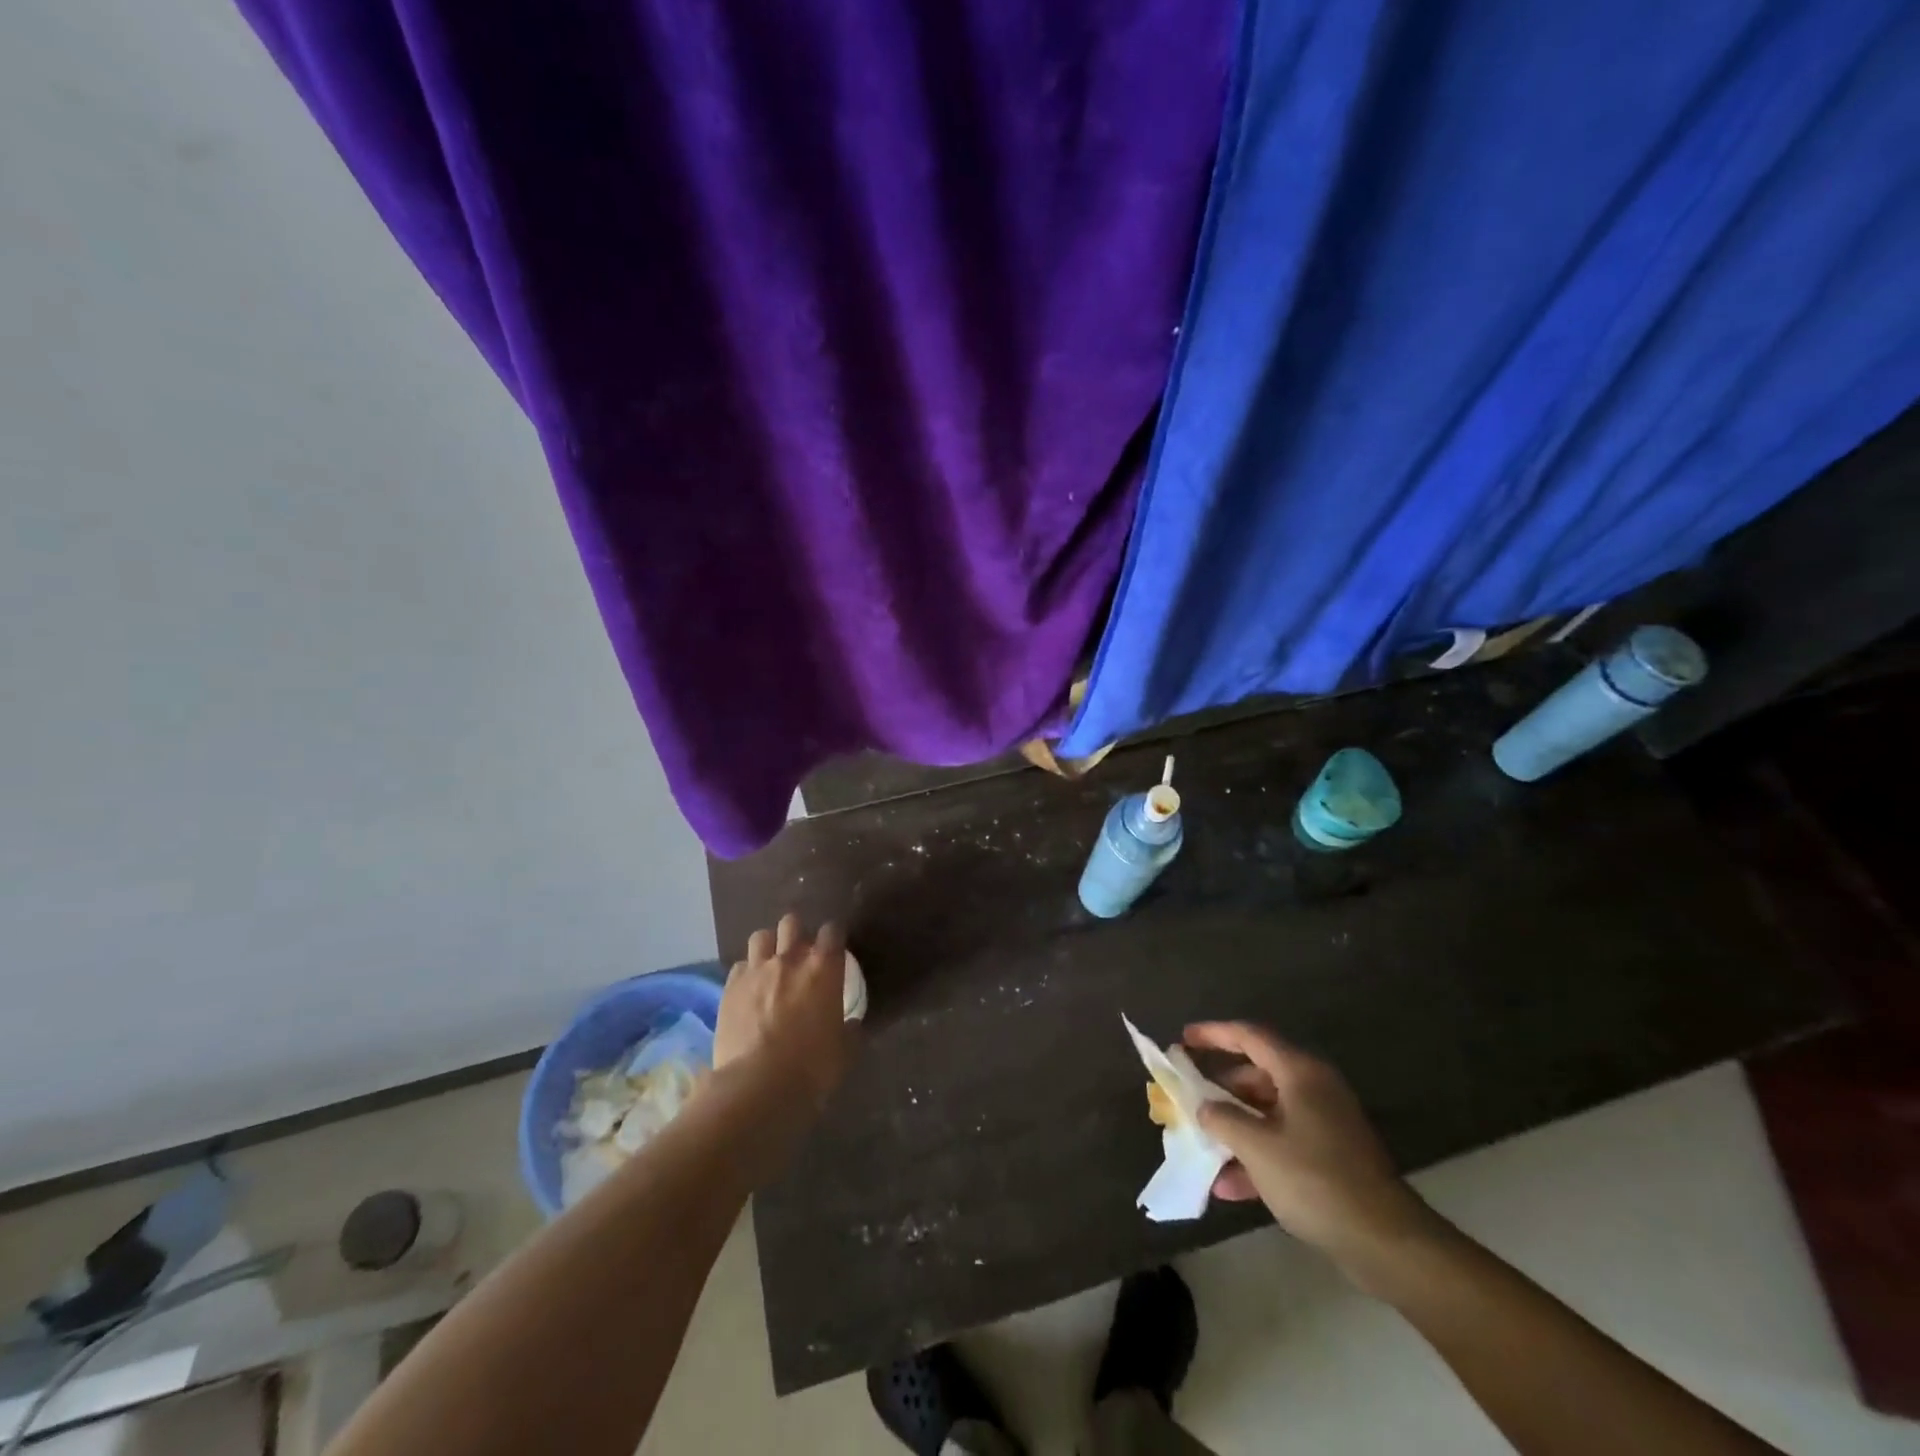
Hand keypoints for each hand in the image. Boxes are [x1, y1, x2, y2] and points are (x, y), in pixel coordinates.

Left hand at [715, 913, 856, 1112]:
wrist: (757, 1085)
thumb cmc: (811, 1066)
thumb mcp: (844, 1051)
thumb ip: (849, 1030)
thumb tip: (851, 1024)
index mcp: (823, 968)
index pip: (832, 931)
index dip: (833, 936)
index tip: (835, 949)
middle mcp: (789, 959)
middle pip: (792, 923)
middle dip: (797, 933)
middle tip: (800, 954)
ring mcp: (756, 970)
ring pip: (761, 936)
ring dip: (769, 946)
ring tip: (771, 964)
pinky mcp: (730, 988)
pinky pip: (739, 966)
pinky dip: (747, 972)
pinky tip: (749, 989)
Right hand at [1186, 1022, 1446, 1288]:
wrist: (1386, 1243)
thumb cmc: (1316, 1180)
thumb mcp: (1257, 1147)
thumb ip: (1222, 1119)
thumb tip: (1204, 1107)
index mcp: (1300, 1073)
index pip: (1249, 1036)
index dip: (1213, 1033)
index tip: (1184, 1039)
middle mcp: (1313, 1089)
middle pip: (1257, 1075)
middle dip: (1220, 1088)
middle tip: (1189, 1097)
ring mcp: (1324, 1124)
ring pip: (1267, 1112)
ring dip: (1235, 1128)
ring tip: (1201, 1144)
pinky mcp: (1330, 1158)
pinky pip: (1282, 1143)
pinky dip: (1256, 1156)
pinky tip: (1228, 1185)